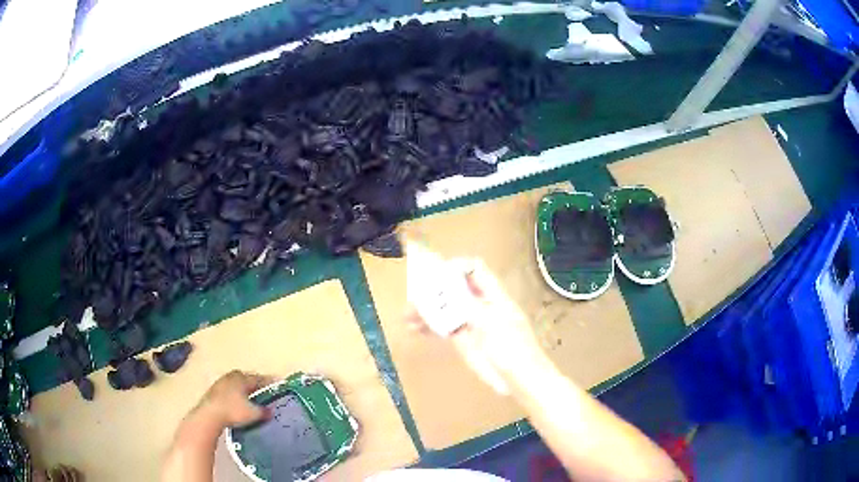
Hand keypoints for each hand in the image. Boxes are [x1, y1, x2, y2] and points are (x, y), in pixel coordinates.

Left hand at [191, 370, 272, 428]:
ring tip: (252, 399)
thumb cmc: (233, 411)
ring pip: (237, 385)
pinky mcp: (214, 391)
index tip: (277, 385)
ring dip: (245, 391)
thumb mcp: (253, 413)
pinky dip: (236, 395)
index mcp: (242, 378)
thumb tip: (271, 410)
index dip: (269, 382)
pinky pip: (230, 391)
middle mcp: (231, 376)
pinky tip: (238, 403)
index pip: (259, 378)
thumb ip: (264, 411)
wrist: (209, 415)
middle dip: (256, 385)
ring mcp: (221, 383)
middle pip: (247, 379)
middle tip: (265, 392)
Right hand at [406, 258, 547, 392]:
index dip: (455, 267)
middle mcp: (480, 305)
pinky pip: (443, 327)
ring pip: (445, 308)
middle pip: (454, 288)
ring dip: (427, 309)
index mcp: (493, 296)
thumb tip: (447, 289)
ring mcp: (471, 323)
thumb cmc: (513, 350)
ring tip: (407, 316)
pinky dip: (429, 326)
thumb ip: (469, 306)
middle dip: (433, 289)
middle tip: (413, 295)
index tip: (434, 273)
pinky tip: (414, 329)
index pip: (474, 270)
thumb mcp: (492, 325)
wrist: (521, 380)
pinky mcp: (464, 340)